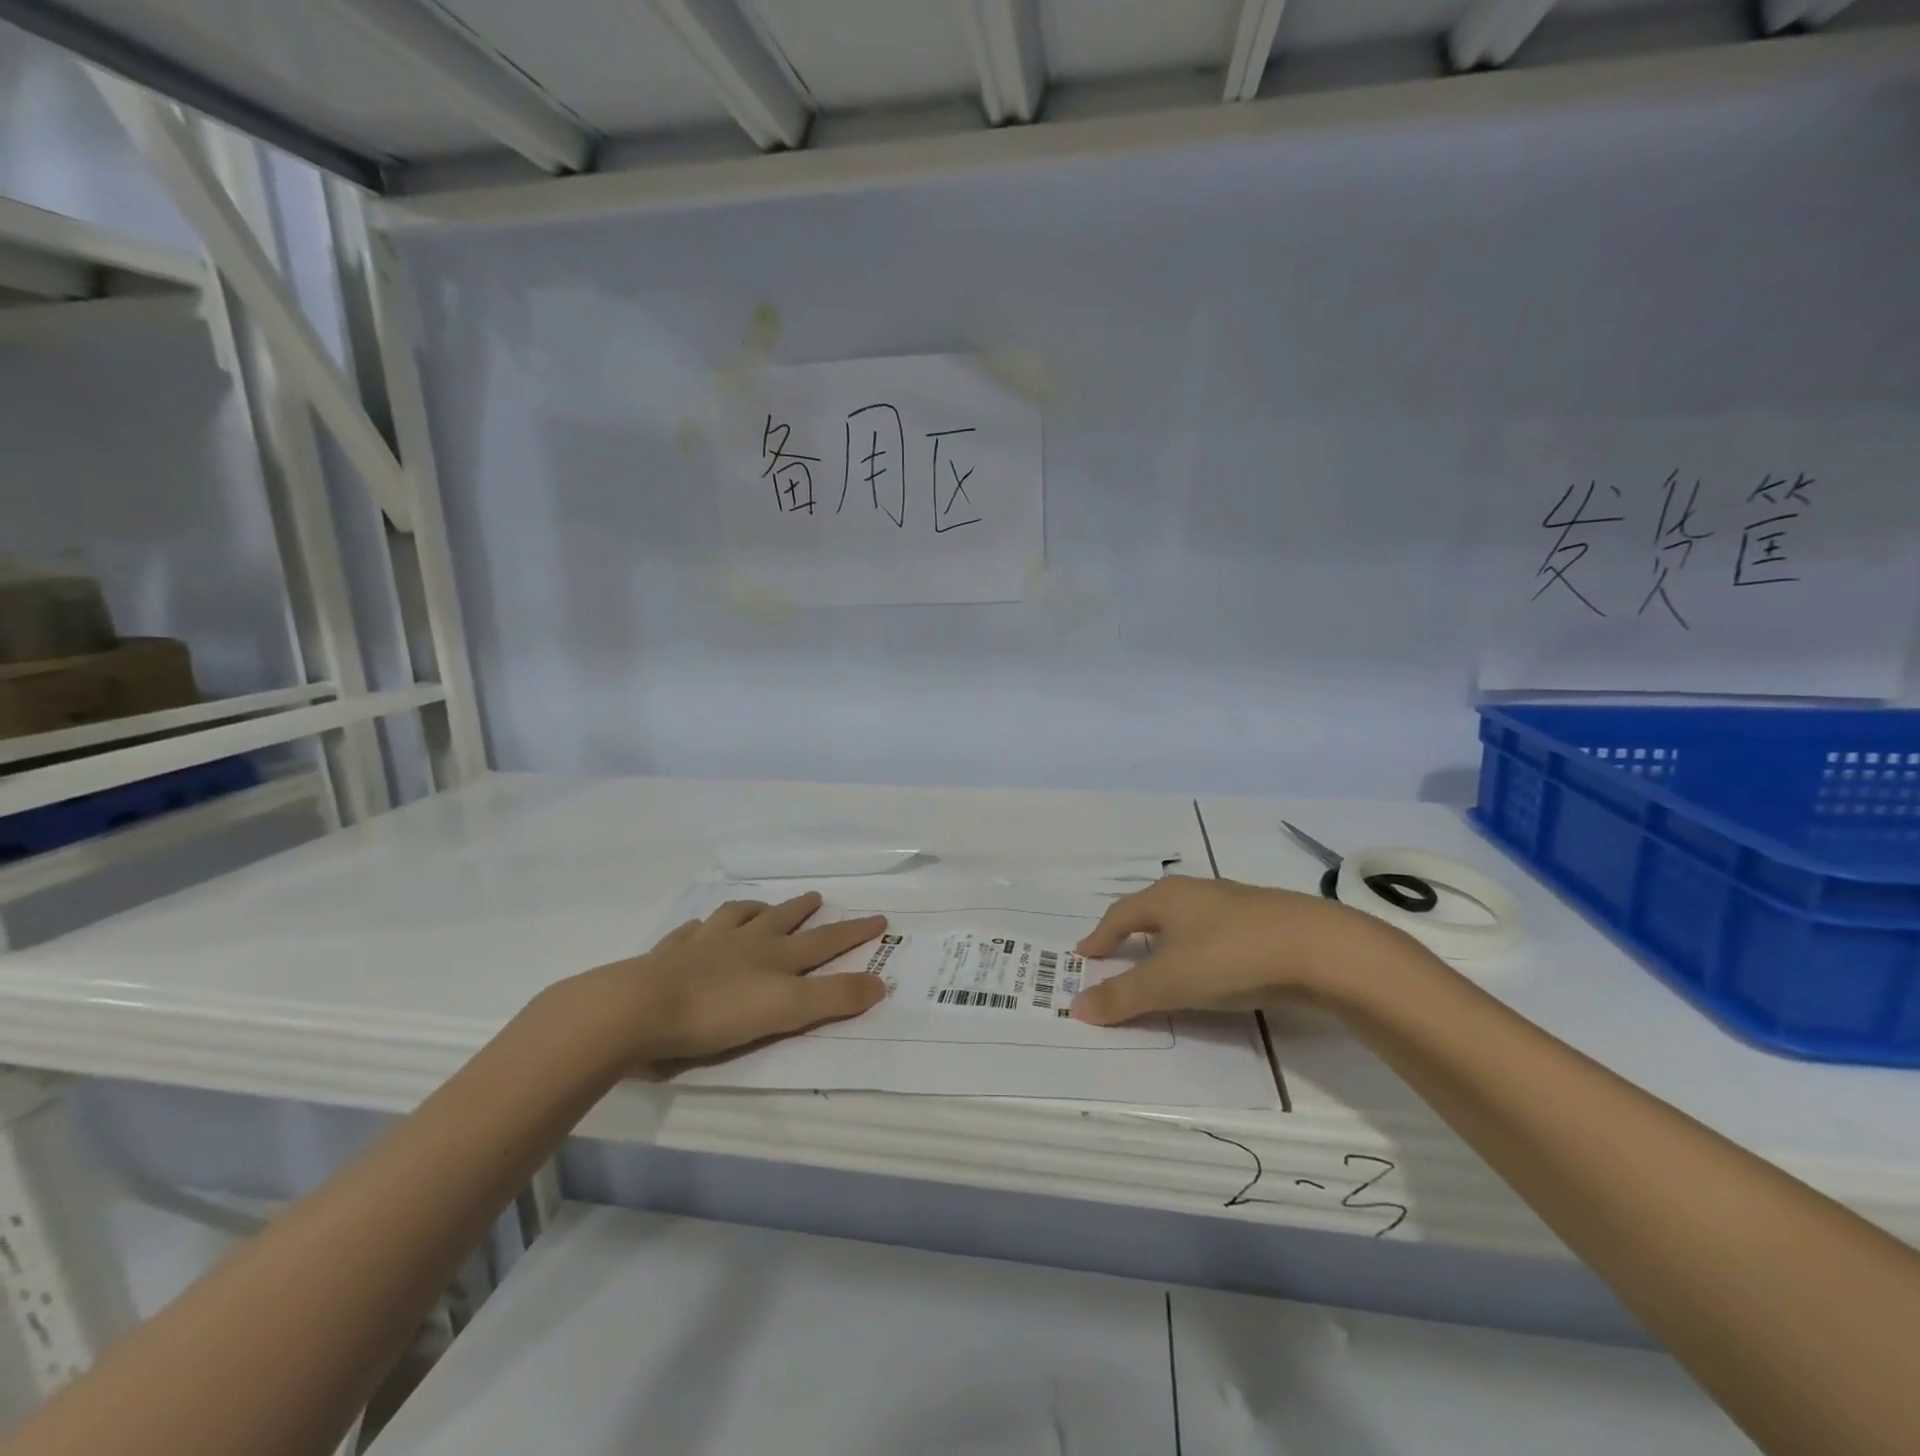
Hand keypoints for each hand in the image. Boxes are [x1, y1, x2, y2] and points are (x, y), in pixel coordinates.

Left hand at [556, 892, 887, 1068]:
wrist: (640, 1008)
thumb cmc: (718, 1013)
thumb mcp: (787, 1011)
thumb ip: (833, 998)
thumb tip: (881, 983)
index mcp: (774, 957)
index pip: (824, 941)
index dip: (853, 932)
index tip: (878, 917)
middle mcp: (743, 943)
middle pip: (779, 920)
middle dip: (801, 910)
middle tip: (817, 897)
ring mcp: (704, 945)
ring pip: (735, 917)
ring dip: (752, 910)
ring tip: (759, 906)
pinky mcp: (668, 956)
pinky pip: (690, 933)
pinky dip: (701, 927)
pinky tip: (698, 929)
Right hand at [1069, 875, 1425, 1025]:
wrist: (1322, 950)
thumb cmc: (1230, 956)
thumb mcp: (1169, 982)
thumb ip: (1123, 996)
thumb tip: (1075, 1008)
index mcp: (1166, 897)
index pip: (1120, 915)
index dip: (1101, 936)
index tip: (1085, 955)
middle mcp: (1196, 892)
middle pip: (1153, 910)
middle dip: (1132, 932)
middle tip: (1118, 955)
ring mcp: (1235, 904)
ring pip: (1189, 920)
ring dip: (1170, 940)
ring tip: (1163, 962)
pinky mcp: (1267, 922)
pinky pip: (1218, 934)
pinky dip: (1202, 950)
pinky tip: (1215, 969)